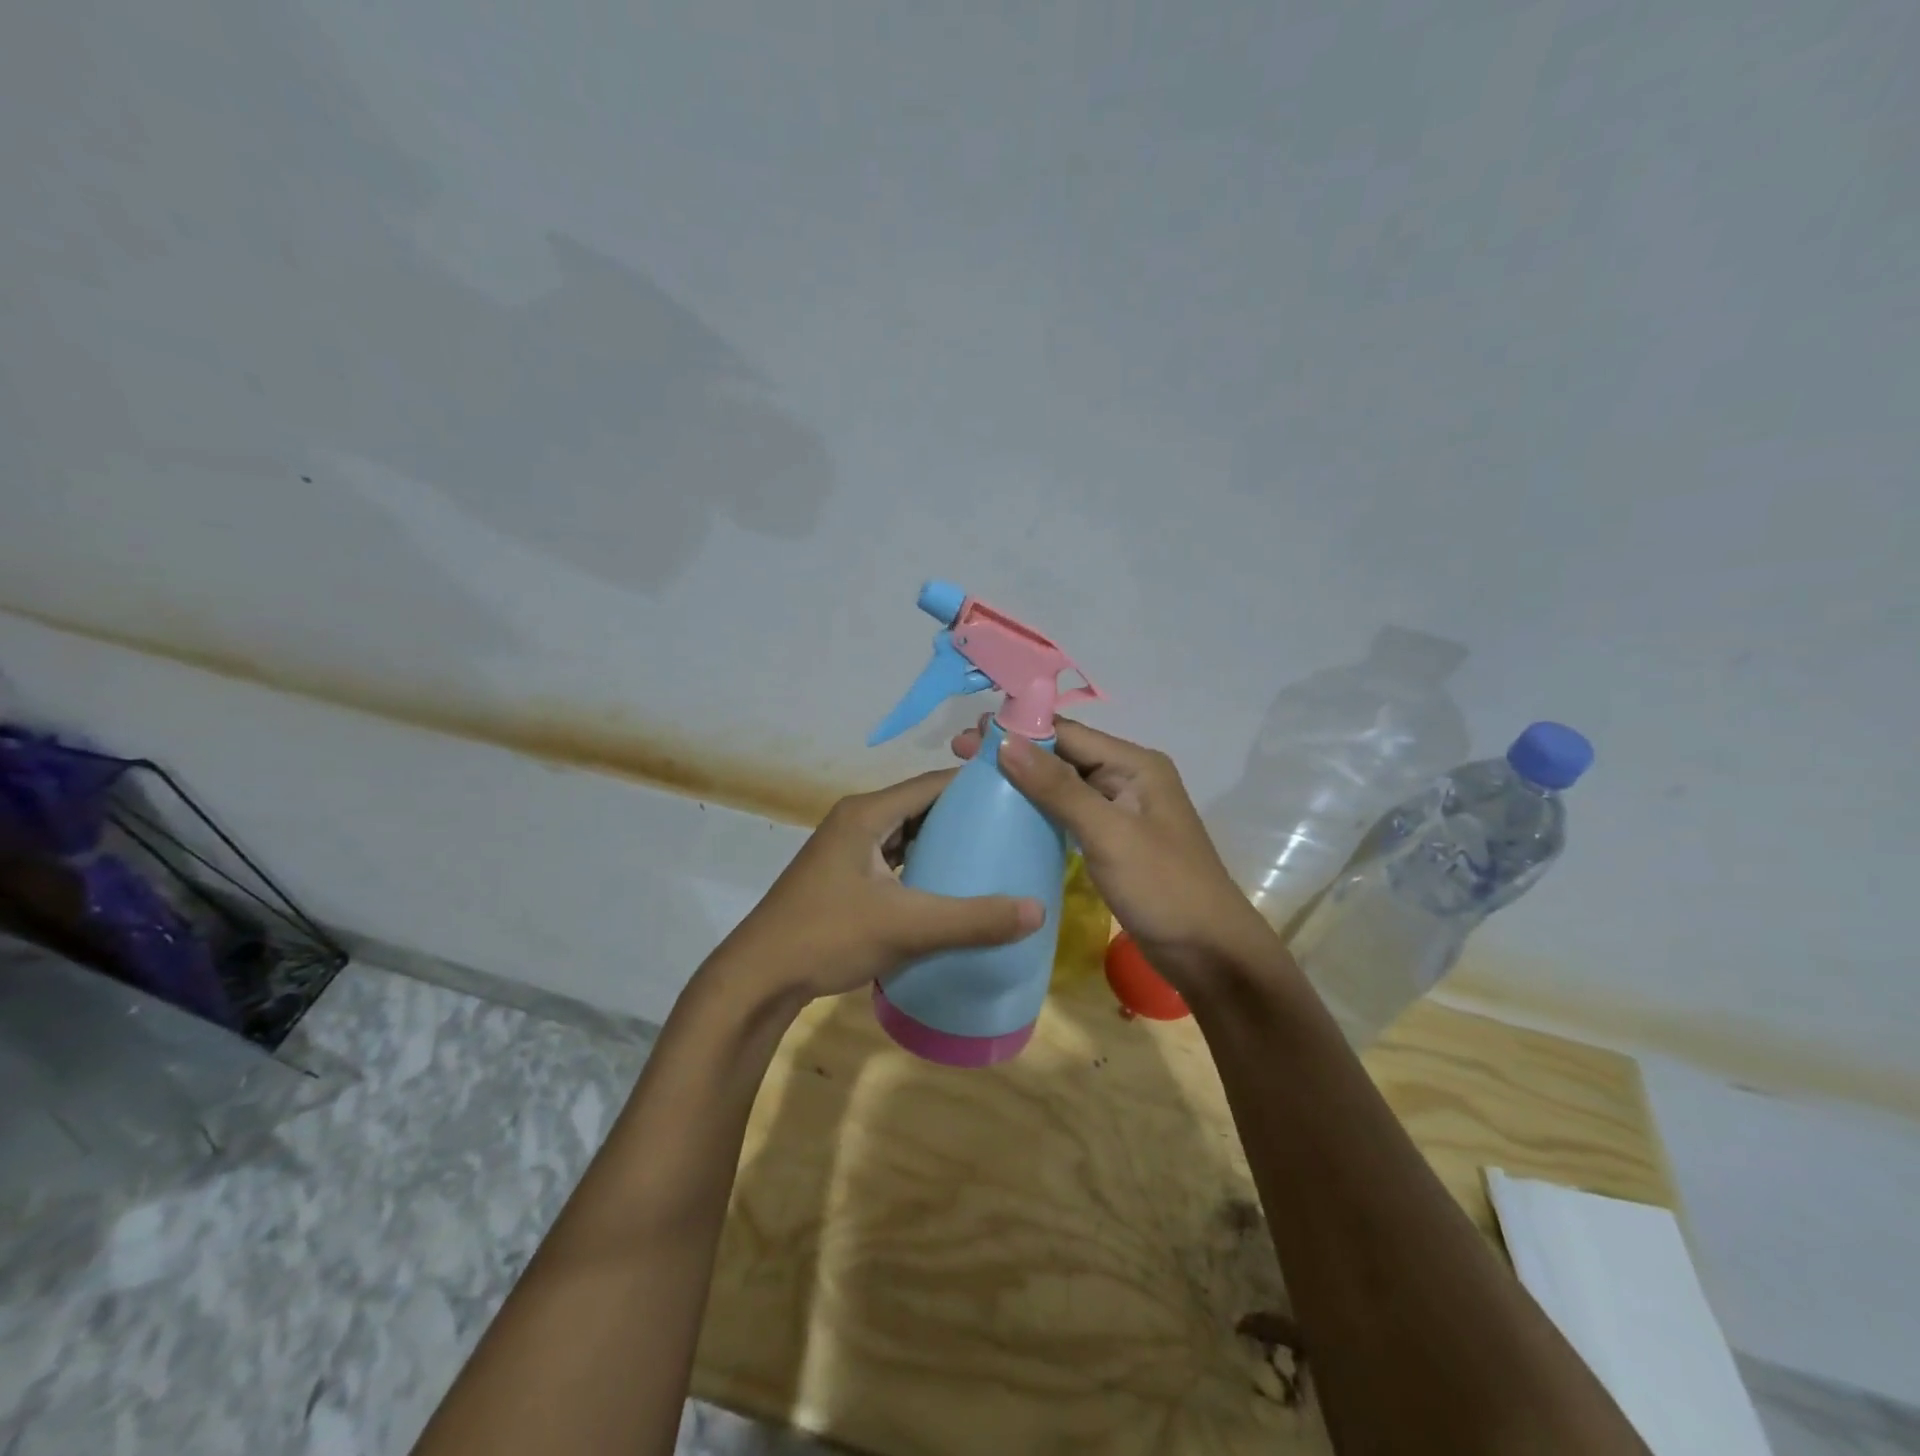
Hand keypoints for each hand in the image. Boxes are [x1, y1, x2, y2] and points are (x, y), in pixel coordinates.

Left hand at [706, 770, 1045, 1005]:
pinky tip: (949, 885)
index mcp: (867, 813)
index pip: (932, 783)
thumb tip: (1037, 910)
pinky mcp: (844, 875)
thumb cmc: (828, 936)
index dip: (976, 786)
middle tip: (1013, 829)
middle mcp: (856, 820)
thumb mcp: (906, 926)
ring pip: (907, 833)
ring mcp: (847, 848)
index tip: (1019, 796)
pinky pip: (894, 857)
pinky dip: (923, 864)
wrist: (759, 978)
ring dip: (943, 841)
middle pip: (921, 806)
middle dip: (965, 816)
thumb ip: (972, 919)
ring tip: (991, 855)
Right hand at [952, 717, 1279, 993]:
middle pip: (1064, 756)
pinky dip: (1039, 810)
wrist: (1209, 954)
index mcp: (1135, 765)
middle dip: (1015, 753)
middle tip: (960, 757)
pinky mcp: (1114, 841)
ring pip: (1064, 786)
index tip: (968, 736)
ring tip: (974, 781)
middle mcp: (1128, 778)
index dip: (1018, 731)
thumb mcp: (1109, 834)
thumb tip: (1006, 741)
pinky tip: (1008, 815)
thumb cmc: (1163, 888)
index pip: (1068, 734)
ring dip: (1023, 781)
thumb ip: (1058, 788)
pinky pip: (1069, 814)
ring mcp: (1121, 812)